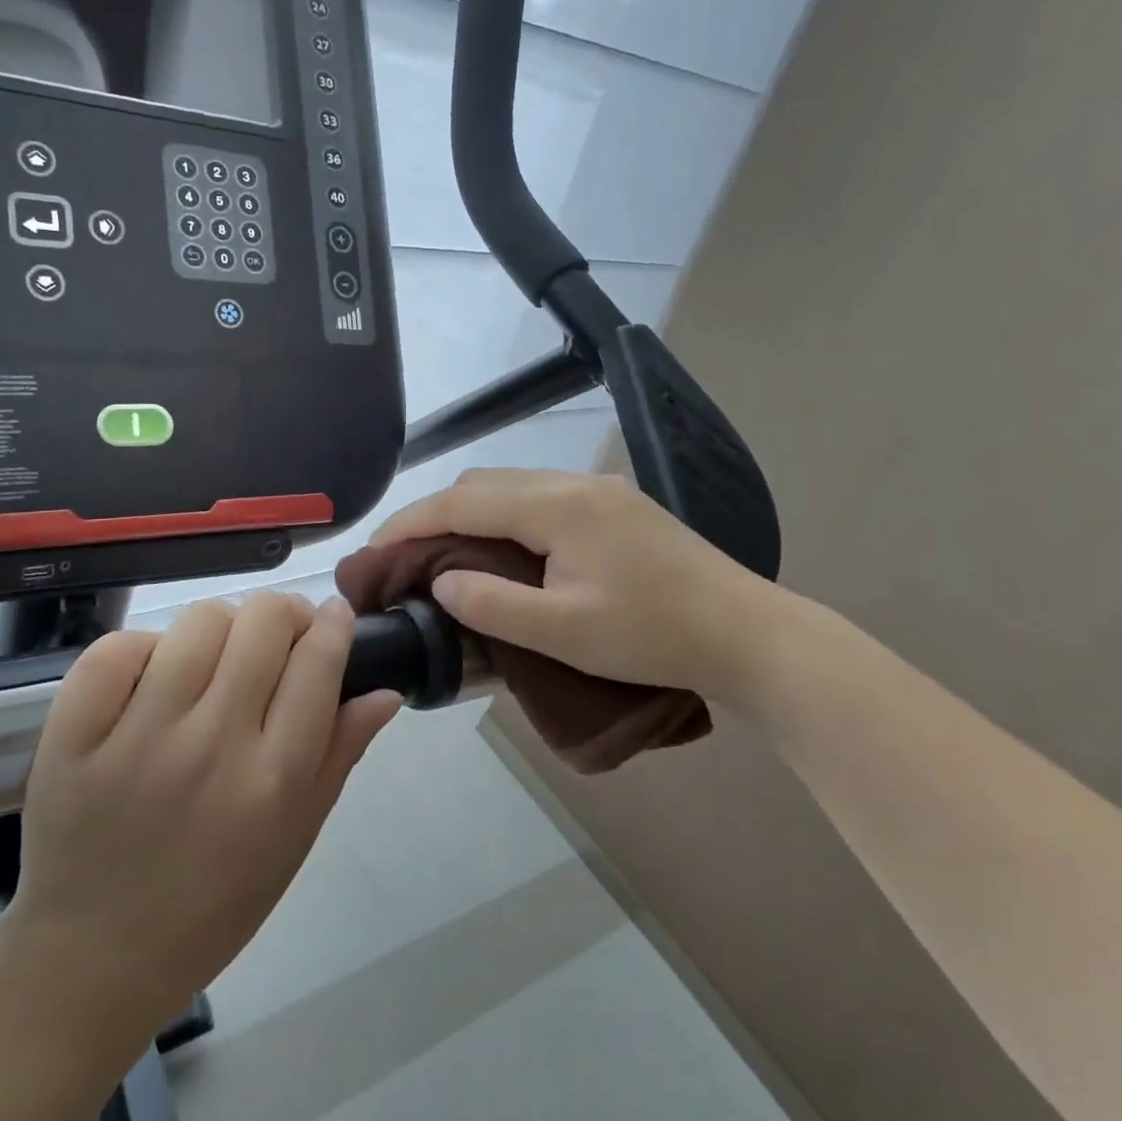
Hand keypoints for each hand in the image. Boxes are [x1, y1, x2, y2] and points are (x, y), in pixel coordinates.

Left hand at [3, 594, 400, 1031]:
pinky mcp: (74, 734)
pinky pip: (118, 648)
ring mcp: (137, 735)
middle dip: (284, 615)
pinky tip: (151, 678)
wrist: (95, 956)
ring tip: (213, 661)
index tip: (333, 617)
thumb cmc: (213, 904)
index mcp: (273, 780)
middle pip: (264, 621)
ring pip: (198, 622)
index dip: (333, 624)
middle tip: (277, 640)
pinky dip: (143, 650)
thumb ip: (339, 756)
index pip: (318, 662)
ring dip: (220, 629)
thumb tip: (385, 690)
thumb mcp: (294, 839)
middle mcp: (212, 745)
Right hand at [371, 468, 801, 704]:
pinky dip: (504, 516)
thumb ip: (492, 605)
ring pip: (513, 486)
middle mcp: (574, 483)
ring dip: (471, 512)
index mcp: (557, 507)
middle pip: (484, 483)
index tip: (373, 549)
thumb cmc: (653, 636)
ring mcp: (600, 490)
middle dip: (435, 512)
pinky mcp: (617, 506)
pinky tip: (502, 548)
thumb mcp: (563, 633)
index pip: (463, 501)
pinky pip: (540, 497)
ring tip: (444, 552)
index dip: (411, 521)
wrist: (748, 634)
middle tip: (405, 555)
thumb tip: (441, 583)